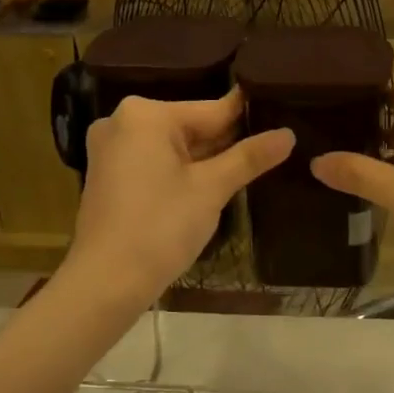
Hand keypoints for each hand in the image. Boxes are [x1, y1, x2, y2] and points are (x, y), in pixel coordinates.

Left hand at [63, 89, 293, 308]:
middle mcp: (122, 121)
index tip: (280, 113)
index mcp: (145, 114)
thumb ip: (249, 157)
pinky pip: (154, 161)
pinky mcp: (108, 174)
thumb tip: (288, 135)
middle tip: (271, 147)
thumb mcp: (211, 189)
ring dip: (205, 159)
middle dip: (226, 141)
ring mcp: (111, 149)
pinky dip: (180, 171)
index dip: (248, 116)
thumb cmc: (160, 227)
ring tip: (251, 164)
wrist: (105, 283)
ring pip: (173, 146)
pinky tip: (210, 184)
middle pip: (190, 126)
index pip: (211, 109)